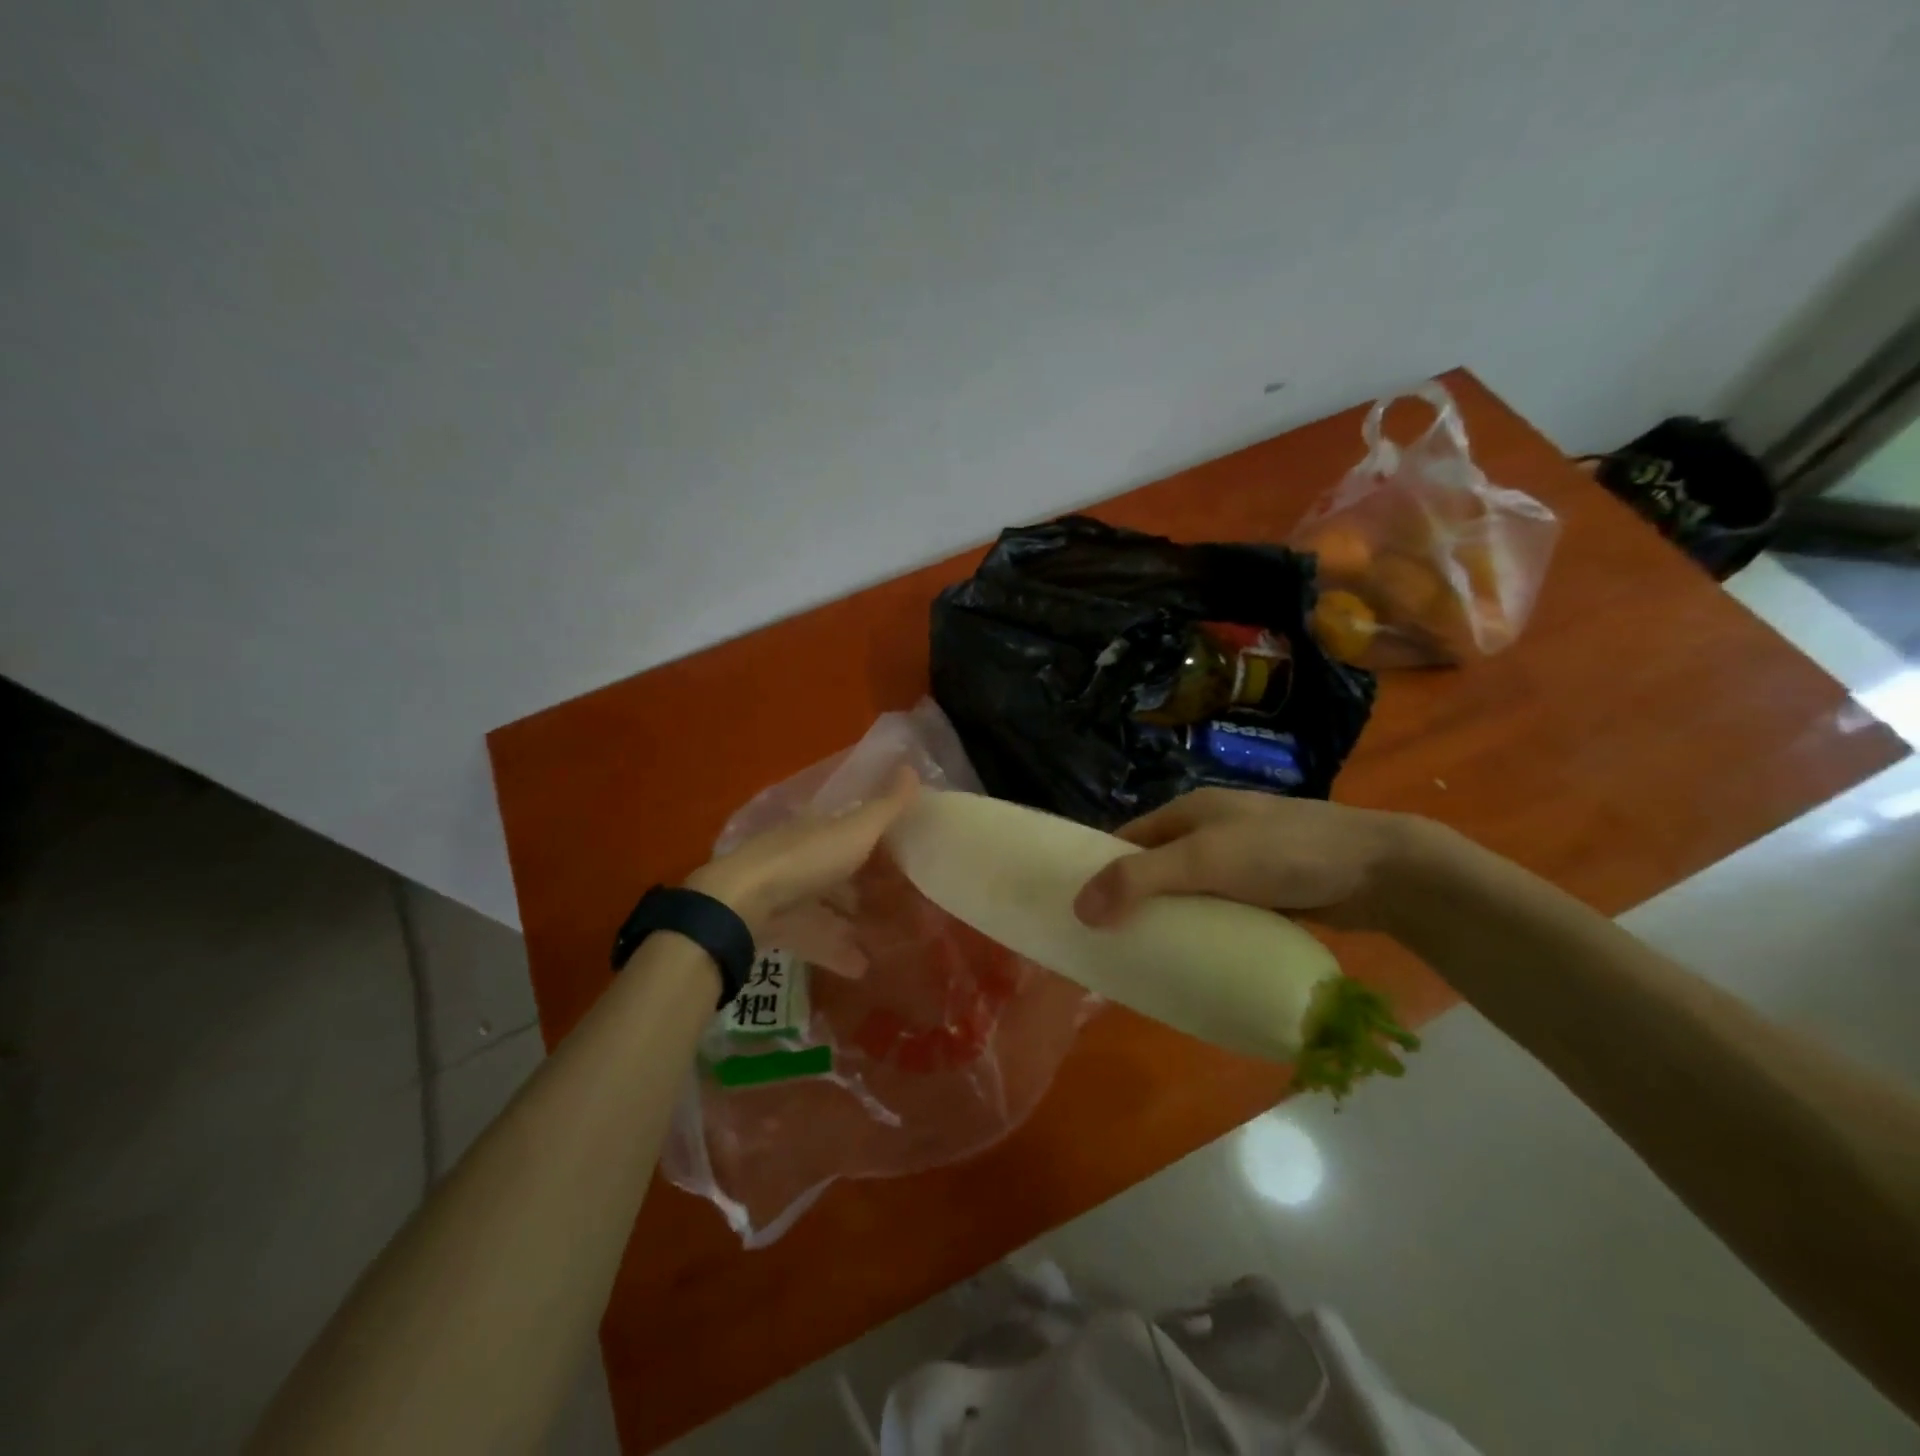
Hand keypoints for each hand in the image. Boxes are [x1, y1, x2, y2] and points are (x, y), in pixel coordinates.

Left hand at [686, 765, 919, 937]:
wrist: (744, 902)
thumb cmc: (806, 859)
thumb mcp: (856, 830)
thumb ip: (887, 807)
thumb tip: (912, 766)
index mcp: (819, 830)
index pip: (848, 829)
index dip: (873, 839)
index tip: (901, 853)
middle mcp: (801, 857)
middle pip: (836, 870)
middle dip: (862, 884)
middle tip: (897, 901)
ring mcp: (786, 893)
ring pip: (824, 907)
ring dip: (851, 922)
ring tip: (885, 941)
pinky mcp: (777, 927)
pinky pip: (813, 938)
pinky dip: (836, 951)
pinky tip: (861, 968)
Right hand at [1072, 787, 1432, 933]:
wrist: (1379, 870)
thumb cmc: (1284, 852)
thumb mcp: (1205, 860)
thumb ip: (1141, 880)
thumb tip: (1079, 908)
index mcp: (1188, 812)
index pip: (1126, 839)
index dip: (1099, 868)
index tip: (1077, 909)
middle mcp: (1208, 832)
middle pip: (1154, 867)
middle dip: (1131, 901)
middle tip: (1107, 944)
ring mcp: (1239, 862)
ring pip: (1186, 892)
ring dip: (1167, 919)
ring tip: (1143, 960)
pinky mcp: (1265, 891)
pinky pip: (1218, 911)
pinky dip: (1202, 930)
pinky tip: (1194, 959)